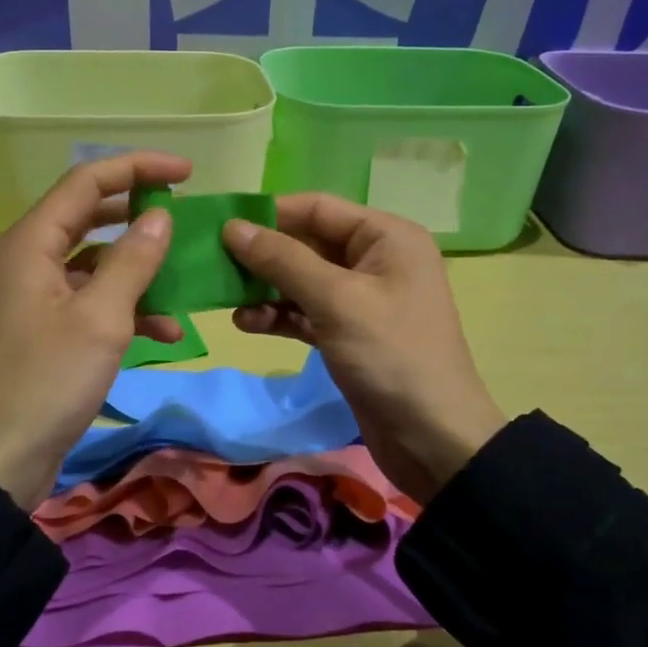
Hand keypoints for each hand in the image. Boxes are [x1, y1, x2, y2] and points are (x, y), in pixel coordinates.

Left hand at [0, 152, 190, 509]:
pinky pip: (92, 301)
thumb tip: (159, 215)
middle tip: (185, 216)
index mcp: (31, 243)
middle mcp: (29, 260)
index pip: (87, 182)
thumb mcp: (101, 318)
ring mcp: (37, 296)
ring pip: (96, 262)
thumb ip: (133, 260)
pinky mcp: (46, 330)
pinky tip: (167, 330)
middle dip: (139, 214)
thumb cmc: (47, 382)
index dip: (137, 167)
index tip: (187, 173)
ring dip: (139, 268)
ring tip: (184, 280)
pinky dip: (127, 308)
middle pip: (90, 215)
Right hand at [222, 194, 503, 503]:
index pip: (318, 208)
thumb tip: (233, 227)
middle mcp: (375, 260)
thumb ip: (283, 260)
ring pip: (302, 280)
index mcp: (386, 237)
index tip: (221, 224)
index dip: (270, 213)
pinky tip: (247, 323)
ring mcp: (361, 299)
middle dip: (263, 255)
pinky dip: (278, 315)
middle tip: (214, 264)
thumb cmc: (391, 355)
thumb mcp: (336, 300)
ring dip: (265, 288)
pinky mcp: (348, 334)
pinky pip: (305, 312)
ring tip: (226, 300)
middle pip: (307, 243)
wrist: (433, 439)